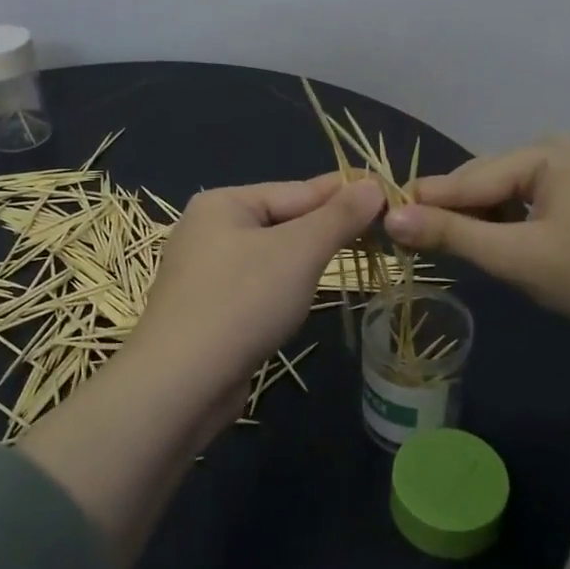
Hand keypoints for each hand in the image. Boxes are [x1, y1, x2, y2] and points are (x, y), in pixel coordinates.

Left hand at [127, 176, 386, 421]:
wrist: (180, 384)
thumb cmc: (242, 302)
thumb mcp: (299, 251)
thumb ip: (338, 216)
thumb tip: (373, 184)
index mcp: (223, 203)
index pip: (298, 190)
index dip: (346, 193)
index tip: (389, 193)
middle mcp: (208, 229)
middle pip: (284, 220)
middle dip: (328, 227)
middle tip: (380, 230)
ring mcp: (204, 272)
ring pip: (272, 256)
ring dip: (308, 259)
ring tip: (351, 257)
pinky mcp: (207, 310)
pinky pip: (257, 286)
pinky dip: (285, 287)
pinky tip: (303, 296)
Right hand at [381, 136, 569, 357]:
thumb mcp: (516, 258)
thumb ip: (452, 235)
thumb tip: (391, 219)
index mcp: (547, 153)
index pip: (469, 178)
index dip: (425, 202)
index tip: (383, 220)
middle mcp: (561, 148)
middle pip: (487, 180)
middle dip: (455, 211)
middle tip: (415, 242)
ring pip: (507, 192)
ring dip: (481, 219)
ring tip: (450, 246)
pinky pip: (531, 201)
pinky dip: (509, 222)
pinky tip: (494, 243)